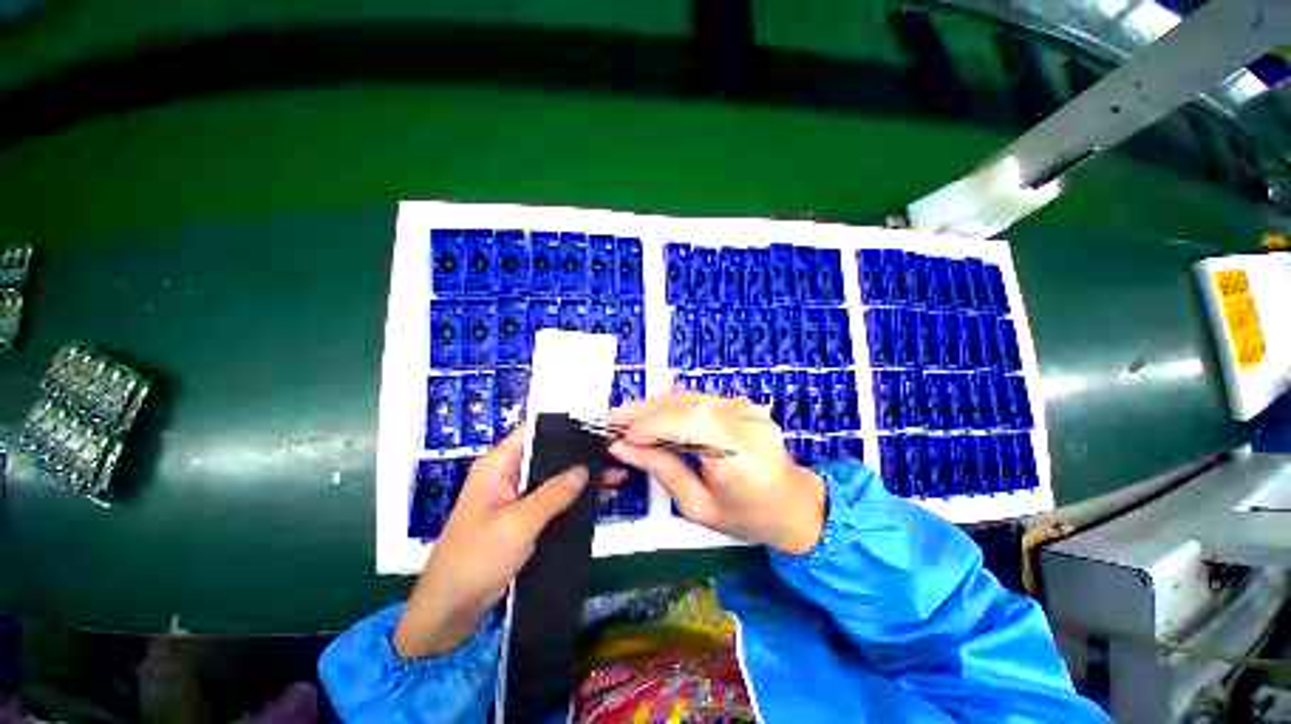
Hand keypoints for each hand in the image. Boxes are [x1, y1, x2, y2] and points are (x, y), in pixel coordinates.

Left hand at [394, 427, 614, 657]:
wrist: (450, 611)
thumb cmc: (476, 560)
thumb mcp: (518, 524)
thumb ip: (553, 493)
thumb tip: (584, 468)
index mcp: (498, 465)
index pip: (533, 431)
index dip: (563, 426)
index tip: (595, 427)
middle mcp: (506, 473)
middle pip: (547, 453)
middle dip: (578, 453)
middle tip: (612, 451)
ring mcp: (514, 495)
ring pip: (552, 476)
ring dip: (578, 476)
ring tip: (613, 472)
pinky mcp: (521, 515)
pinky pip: (551, 498)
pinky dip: (571, 496)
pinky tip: (596, 496)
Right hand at [606, 391, 825, 555]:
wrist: (794, 502)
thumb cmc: (748, 516)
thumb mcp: (699, 507)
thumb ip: (662, 470)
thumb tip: (623, 448)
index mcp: (740, 455)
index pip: (687, 424)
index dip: (650, 426)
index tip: (620, 437)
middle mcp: (745, 421)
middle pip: (685, 404)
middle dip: (644, 411)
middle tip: (612, 419)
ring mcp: (745, 407)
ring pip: (688, 396)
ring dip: (654, 405)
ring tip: (626, 417)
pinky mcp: (741, 403)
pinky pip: (699, 398)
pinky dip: (671, 406)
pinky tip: (653, 415)